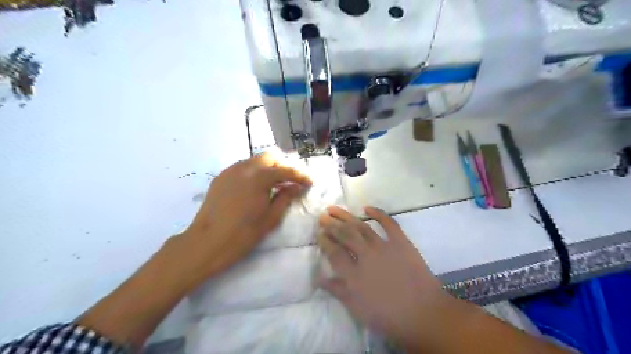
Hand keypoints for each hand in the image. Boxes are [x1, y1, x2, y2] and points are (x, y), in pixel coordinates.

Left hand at [178, 151, 311, 281]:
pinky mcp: (221, 177)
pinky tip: (256, 188)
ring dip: (268, 169)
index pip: (286, 170)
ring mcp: (230, 170)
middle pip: (270, 157)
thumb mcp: (271, 218)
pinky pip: (243, 168)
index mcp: (260, 177)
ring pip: (255, 161)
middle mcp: (245, 167)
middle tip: (291, 182)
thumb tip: (296, 187)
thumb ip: (286, 197)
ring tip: (274, 185)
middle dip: (283, 166)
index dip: (300, 176)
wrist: (207, 242)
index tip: (309, 183)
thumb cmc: (243, 234)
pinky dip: (254, 173)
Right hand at [321, 206, 447, 349]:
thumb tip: (319, 278)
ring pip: (361, 227)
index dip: (325, 241)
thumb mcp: (358, 309)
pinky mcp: (401, 242)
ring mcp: (384, 247)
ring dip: (346, 216)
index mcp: (354, 275)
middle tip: (322, 217)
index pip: (334, 253)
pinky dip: (378, 214)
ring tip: (334, 209)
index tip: (319, 233)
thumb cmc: (388, 316)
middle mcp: (366, 256)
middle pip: (345, 235)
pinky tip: (366, 207)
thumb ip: (338, 291)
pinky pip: (389, 223)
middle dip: (331, 225)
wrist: (424, 314)